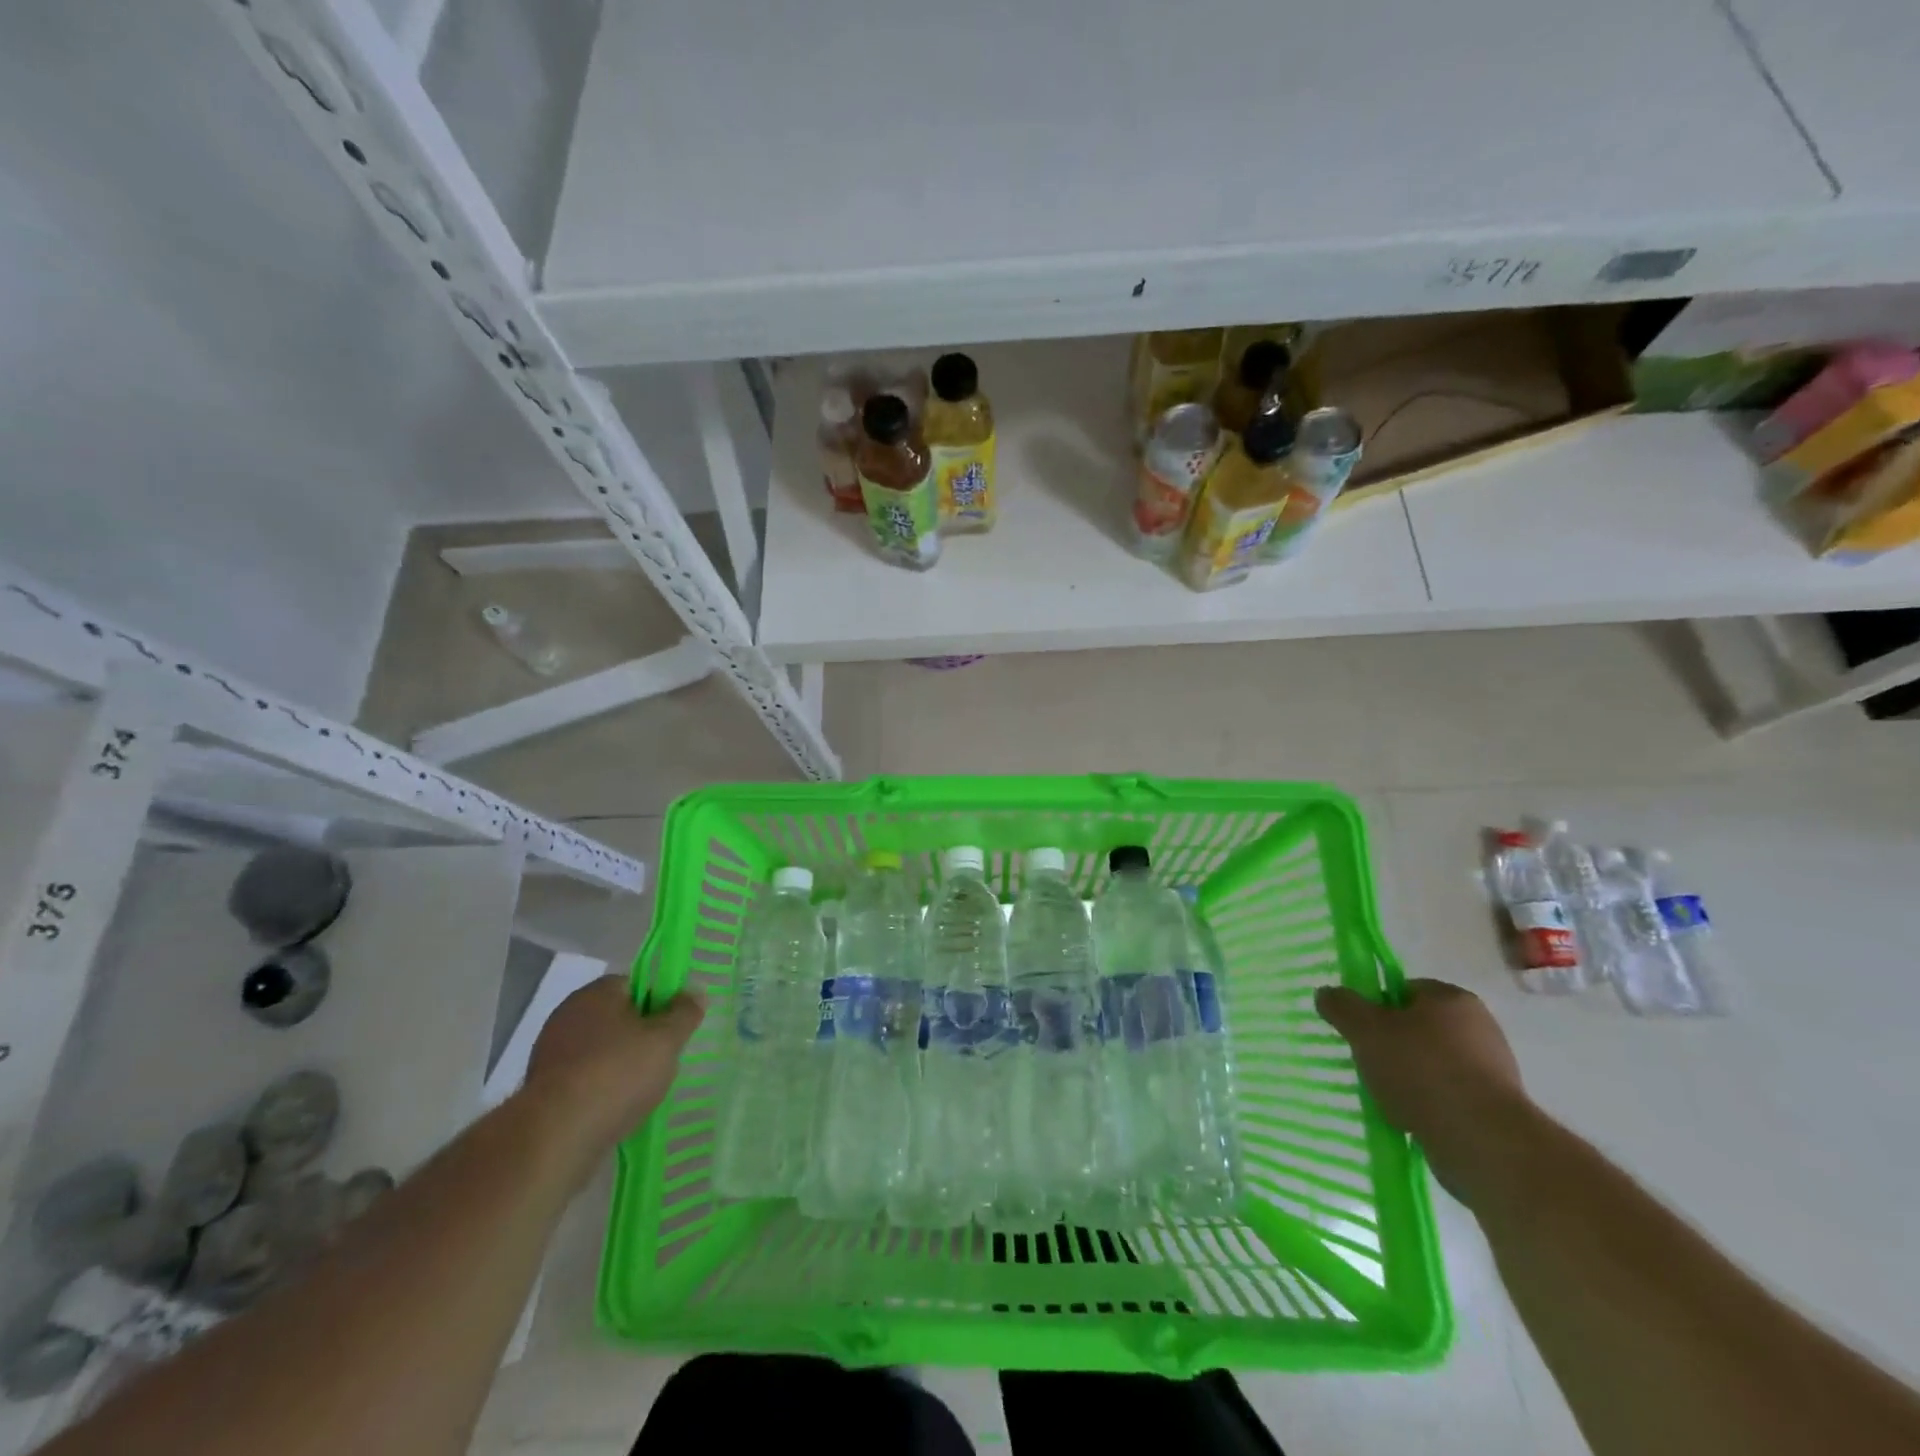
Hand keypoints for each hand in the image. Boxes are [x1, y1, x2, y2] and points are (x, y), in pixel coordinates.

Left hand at [524, 978, 705, 1164]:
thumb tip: (695, 992)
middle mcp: (568, 1014)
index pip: (635, 984)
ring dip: (618, 1065)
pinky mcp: (541, 1089)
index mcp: (597, 993)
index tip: (673, 1027)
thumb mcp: (666, 1040)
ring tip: (641, 1091)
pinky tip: (614, 1109)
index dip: (659, 1002)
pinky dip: (599, 1090)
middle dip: (640, 1036)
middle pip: (617, 1017)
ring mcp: (550, 1053)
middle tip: (662, 1059)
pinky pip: (582, 1079)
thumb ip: (685, 1013)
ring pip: (599, 1050)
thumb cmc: (617, 1074)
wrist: (555, 1136)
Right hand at [1315, 978, 1531, 1203]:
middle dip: (1392, 1044)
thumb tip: (1326, 993)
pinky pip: (1450, 1098)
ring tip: (1388, 1098)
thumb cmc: (1421, 1069)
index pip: (1405, 989)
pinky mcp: (1498, 1109)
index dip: (1377, 1006)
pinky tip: (1411, 1120)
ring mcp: (1494, 1070)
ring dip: (1409, 1078)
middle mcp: (1480, 1027)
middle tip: (1369, 1062)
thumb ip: (1342, 1006)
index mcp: (1452, 998)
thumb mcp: (1365, 1030)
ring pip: (1433, 1064)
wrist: (1483, 1141)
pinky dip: (1429, 1105)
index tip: (1362, 1030)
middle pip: (1419, 1027)